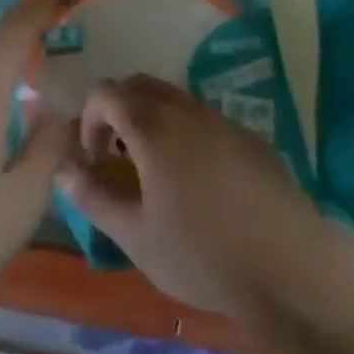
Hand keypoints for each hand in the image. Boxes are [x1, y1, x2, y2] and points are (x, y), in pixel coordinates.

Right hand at [58, 75, 332, 321]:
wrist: (290, 268)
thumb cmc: (203, 255)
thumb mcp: (136, 236)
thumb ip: (94, 197)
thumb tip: (63, 169)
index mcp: (154, 127)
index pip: (106, 93)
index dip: (89, 120)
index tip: (94, 160)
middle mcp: (187, 110)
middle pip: (140, 85)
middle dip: (119, 112)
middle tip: (117, 159)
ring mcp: (222, 119)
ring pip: (174, 99)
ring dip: (152, 120)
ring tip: (154, 172)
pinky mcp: (249, 136)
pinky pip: (204, 118)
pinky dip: (185, 132)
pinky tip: (197, 182)